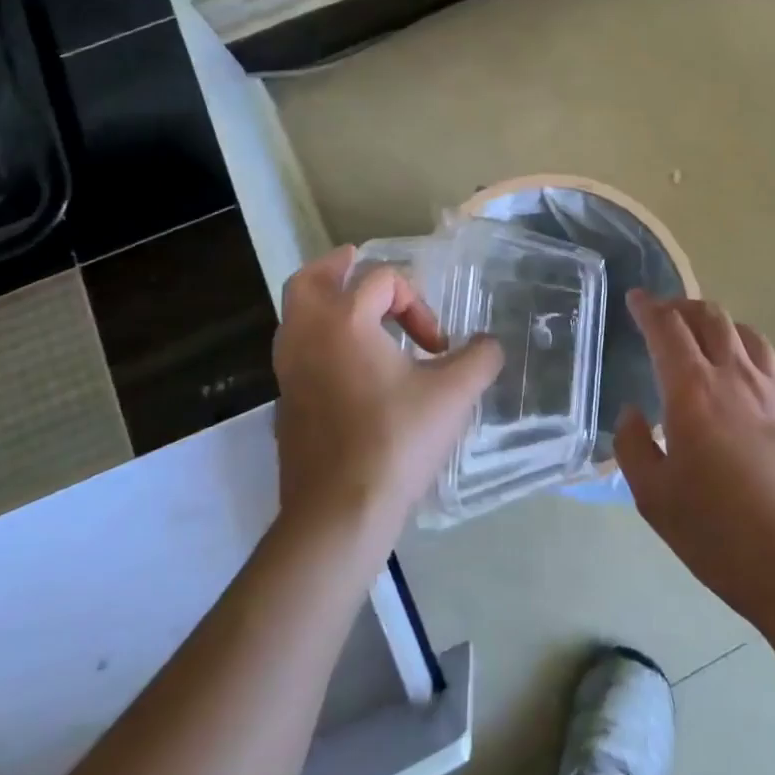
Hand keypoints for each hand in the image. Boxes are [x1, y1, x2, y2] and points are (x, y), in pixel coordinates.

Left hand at [272, 247, 503, 551]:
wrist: (339, 512)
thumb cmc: (396, 441)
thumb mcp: (453, 395)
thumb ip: (479, 359)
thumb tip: (489, 346)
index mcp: (344, 320)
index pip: (382, 280)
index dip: (418, 304)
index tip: (438, 348)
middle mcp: (307, 335)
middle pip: (310, 280)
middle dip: (336, 268)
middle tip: (355, 263)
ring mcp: (289, 370)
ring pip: (295, 316)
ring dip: (324, 303)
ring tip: (353, 310)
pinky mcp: (285, 402)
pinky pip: (297, 351)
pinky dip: (318, 340)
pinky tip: (348, 365)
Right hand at [614, 291, 774, 633]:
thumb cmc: (721, 534)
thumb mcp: (654, 498)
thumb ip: (633, 446)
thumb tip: (632, 414)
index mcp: (693, 391)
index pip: (667, 328)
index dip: (649, 307)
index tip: (637, 298)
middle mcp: (737, 377)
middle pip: (711, 318)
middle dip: (683, 307)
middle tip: (667, 314)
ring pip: (748, 335)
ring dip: (721, 327)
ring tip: (708, 339)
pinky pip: (774, 369)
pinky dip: (751, 361)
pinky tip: (748, 388)